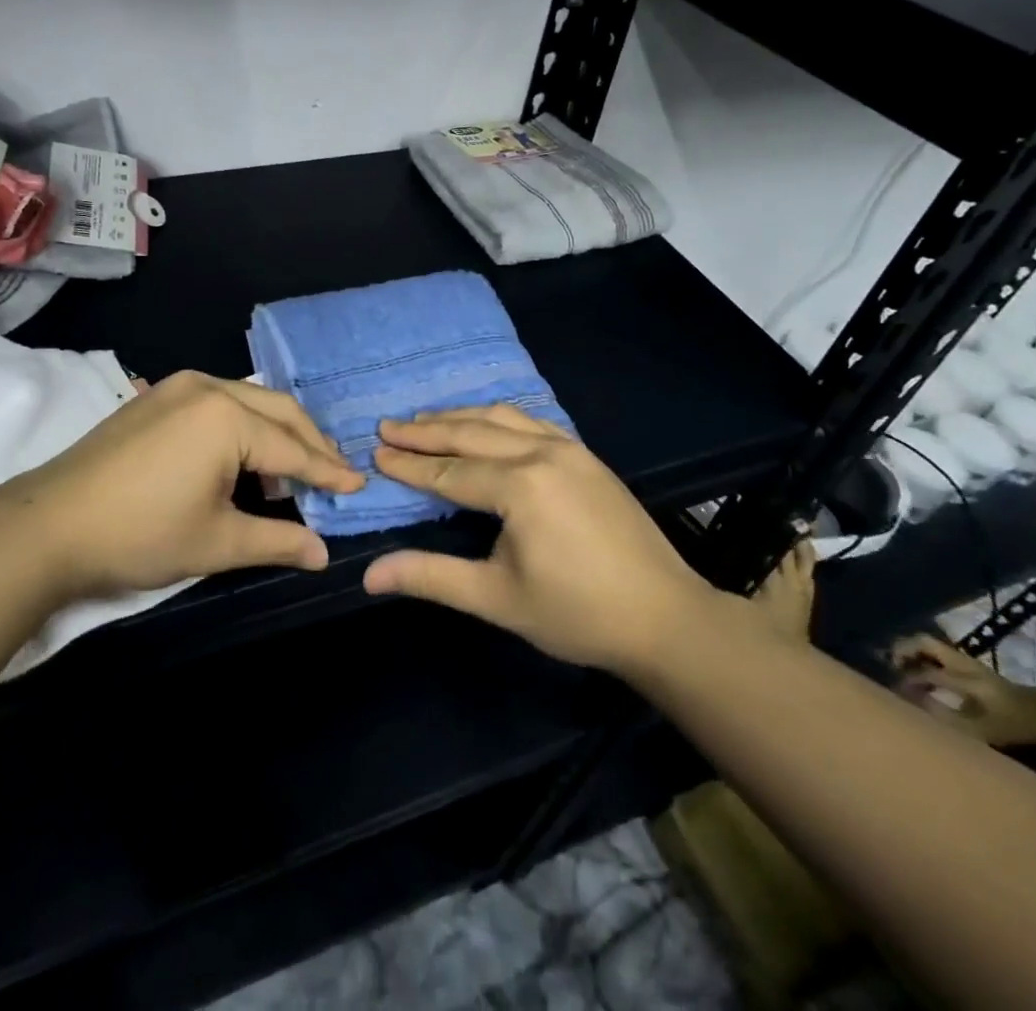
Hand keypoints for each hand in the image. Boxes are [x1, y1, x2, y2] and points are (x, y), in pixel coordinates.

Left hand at [0, 371, 364, 600]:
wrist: (47, 525)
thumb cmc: (140, 534)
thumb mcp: (216, 543)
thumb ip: (277, 542)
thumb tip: (324, 554)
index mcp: (228, 418)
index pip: (293, 449)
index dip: (328, 471)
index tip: (359, 484)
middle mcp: (208, 388)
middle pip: (278, 411)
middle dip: (310, 442)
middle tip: (334, 473)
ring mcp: (178, 387)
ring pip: (248, 401)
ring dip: (276, 432)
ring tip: (290, 474)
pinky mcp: (156, 396)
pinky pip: (218, 401)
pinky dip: (243, 426)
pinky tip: (242, 458)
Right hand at [360, 405, 713, 671]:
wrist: (666, 618)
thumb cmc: (577, 613)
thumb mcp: (496, 599)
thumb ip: (431, 577)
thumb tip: (369, 574)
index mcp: (519, 486)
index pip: (448, 470)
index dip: (409, 465)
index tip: (374, 454)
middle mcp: (542, 453)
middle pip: (470, 433)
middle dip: (425, 431)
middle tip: (387, 426)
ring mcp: (569, 449)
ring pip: (501, 419)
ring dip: (459, 418)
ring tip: (424, 420)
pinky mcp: (587, 455)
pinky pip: (531, 421)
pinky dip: (496, 418)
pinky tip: (485, 424)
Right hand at [891, 634, 1035, 746]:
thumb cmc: (1020, 727)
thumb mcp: (985, 731)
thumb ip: (945, 716)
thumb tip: (911, 702)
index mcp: (965, 678)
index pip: (926, 673)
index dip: (906, 682)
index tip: (893, 691)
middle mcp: (963, 664)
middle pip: (923, 643)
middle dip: (902, 650)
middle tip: (889, 666)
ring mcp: (968, 662)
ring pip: (930, 646)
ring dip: (912, 652)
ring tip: (901, 668)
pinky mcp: (973, 667)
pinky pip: (940, 655)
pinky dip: (925, 659)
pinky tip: (924, 675)